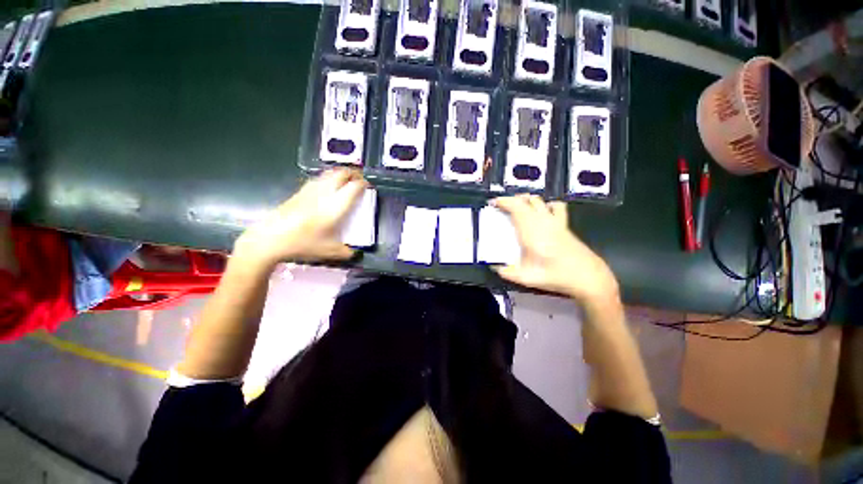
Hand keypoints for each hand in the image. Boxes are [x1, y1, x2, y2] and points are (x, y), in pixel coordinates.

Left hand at [233, 168, 367, 268]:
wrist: (270, 239)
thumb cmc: (303, 244)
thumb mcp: (330, 252)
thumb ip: (347, 252)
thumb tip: (355, 252)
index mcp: (335, 207)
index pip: (354, 187)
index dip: (363, 184)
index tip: (368, 186)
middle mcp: (324, 194)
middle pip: (341, 174)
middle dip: (353, 173)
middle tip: (359, 179)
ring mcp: (310, 191)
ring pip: (328, 173)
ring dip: (340, 173)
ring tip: (346, 179)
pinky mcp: (299, 192)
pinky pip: (318, 179)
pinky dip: (328, 178)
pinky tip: (327, 186)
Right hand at [491, 195, 618, 304]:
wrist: (587, 277)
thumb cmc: (555, 275)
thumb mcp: (526, 278)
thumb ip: (507, 272)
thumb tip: (495, 267)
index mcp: (531, 231)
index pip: (516, 207)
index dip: (503, 201)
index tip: (493, 203)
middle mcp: (543, 221)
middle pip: (526, 200)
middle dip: (511, 199)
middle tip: (501, 206)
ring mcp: (555, 221)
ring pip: (539, 200)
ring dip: (526, 200)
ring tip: (518, 207)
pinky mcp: (565, 225)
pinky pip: (555, 206)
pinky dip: (546, 205)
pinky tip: (543, 212)